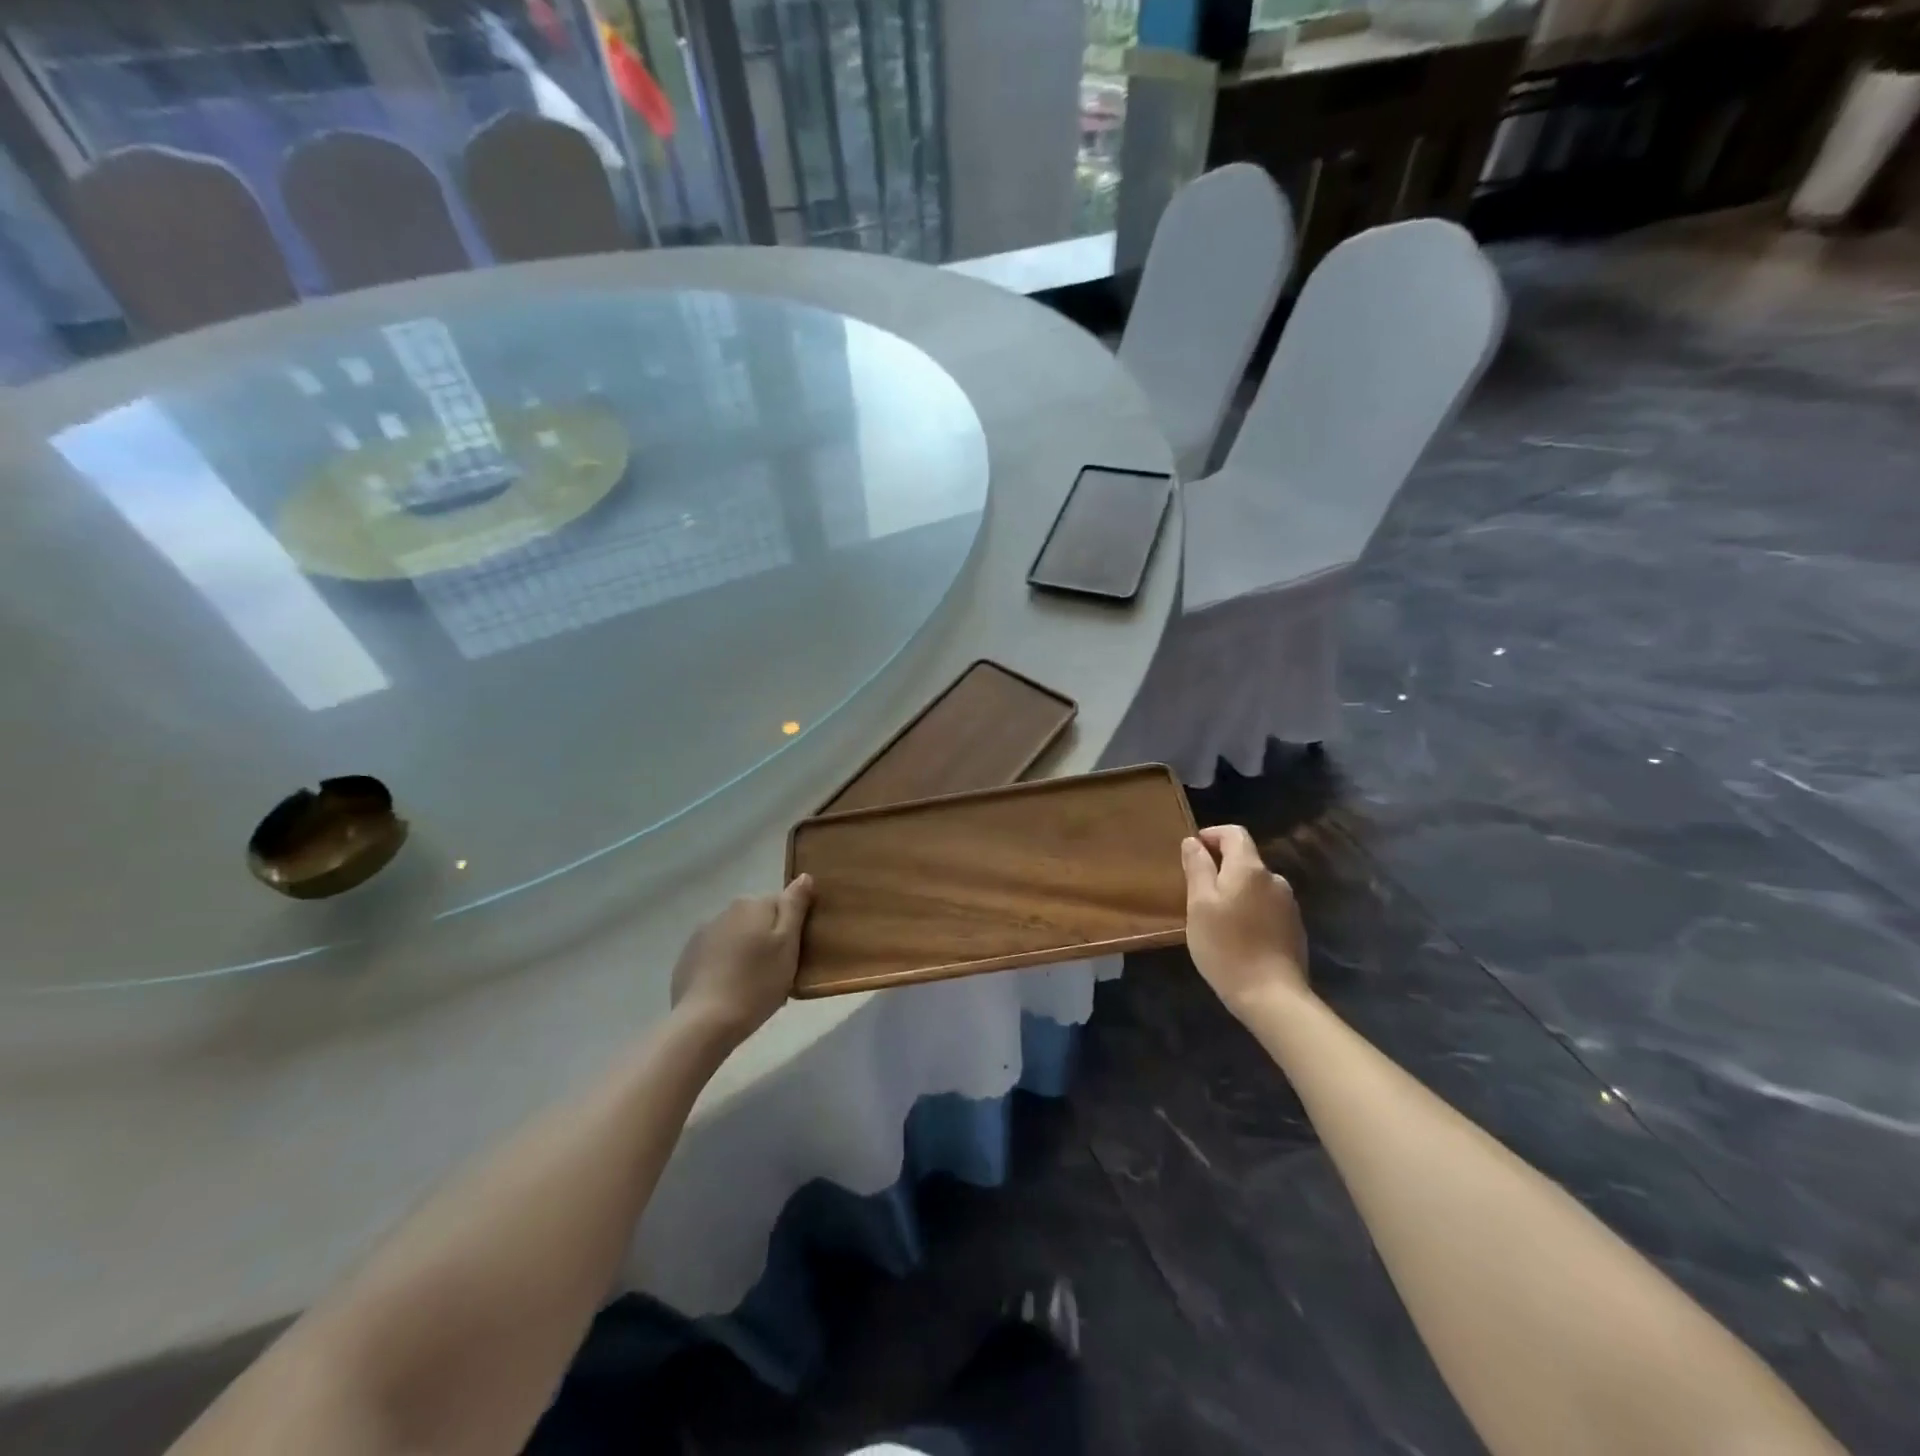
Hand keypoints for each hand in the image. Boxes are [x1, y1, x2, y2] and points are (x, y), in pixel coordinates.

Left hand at [669, 875, 813, 1043]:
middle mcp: (725, 911)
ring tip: (752, 986)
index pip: (781, 904)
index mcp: (752, 904)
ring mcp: (702, 935)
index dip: (791, 929)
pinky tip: (729, 991)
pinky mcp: (687, 959)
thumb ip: (795, 907)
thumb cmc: (757, 982)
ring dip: (745, 952)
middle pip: (757, 920)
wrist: (705, 1022)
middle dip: (767, 940)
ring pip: (736, 937)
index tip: (793, 955)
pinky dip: (724, 966)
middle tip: (776, 973)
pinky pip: (715, 955)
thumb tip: (804, 876)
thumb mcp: (788, 944)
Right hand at [1180, 825, 1309, 1020]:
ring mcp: (1288, 904)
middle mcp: (1274, 879)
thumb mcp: (1199, 905)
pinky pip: (1266, 906)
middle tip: (1196, 891)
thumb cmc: (1226, 946)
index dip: (1211, 835)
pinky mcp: (1294, 927)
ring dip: (1235, 890)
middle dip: (1220, 866)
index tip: (1191, 853)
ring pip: (1255, 884)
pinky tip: (1238, 934)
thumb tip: (1193, 841)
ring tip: (1215, 916)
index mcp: (1250, 868)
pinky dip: (1249, 909)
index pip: (1234, 833)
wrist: (1271, 996)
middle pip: (1245, 859)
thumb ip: (1197, 868)